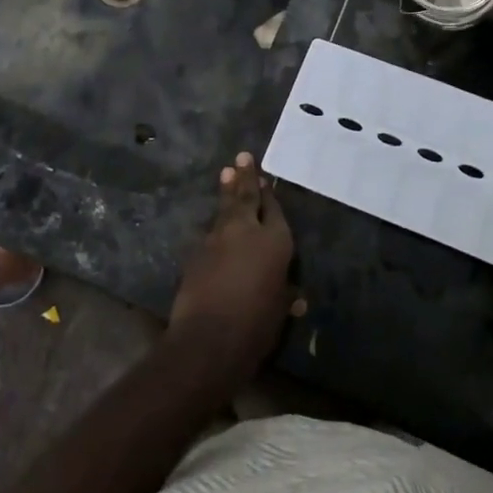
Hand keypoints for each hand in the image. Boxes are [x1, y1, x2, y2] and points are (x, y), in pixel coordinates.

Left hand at [168, 153, 295, 387]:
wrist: (209, 337)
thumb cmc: (256, 325)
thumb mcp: (279, 311)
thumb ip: (284, 296)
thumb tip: (295, 298)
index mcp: (275, 241)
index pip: (274, 209)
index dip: (270, 194)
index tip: (265, 177)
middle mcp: (246, 231)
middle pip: (246, 197)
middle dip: (245, 176)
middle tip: (243, 156)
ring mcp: (217, 238)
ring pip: (224, 209)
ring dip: (227, 190)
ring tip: (226, 172)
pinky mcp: (197, 251)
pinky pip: (210, 231)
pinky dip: (215, 223)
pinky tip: (215, 222)